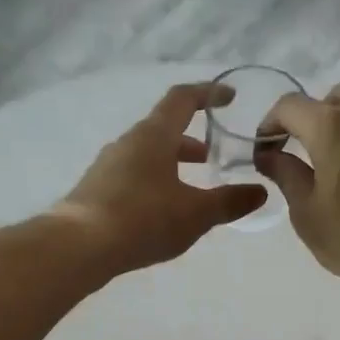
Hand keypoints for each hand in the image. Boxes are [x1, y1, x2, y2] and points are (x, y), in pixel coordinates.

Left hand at [50, 82, 267, 273]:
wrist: (79, 246)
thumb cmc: (143, 219)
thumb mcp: (195, 214)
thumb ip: (229, 202)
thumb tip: (260, 192)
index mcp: (154, 136)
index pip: (183, 99)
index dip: (208, 93)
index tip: (229, 98)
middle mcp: (128, 142)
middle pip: (164, 128)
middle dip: (191, 139)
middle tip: (213, 155)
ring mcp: (108, 165)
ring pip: (147, 154)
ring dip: (172, 162)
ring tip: (191, 186)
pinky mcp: (96, 189)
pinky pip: (133, 175)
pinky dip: (154, 180)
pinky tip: (162, 209)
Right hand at [255, 82, 339, 301]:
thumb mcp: (308, 214)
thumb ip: (286, 176)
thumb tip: (270, 155)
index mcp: (332, 127)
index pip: (290, 105)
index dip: (270, 124)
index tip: (265, 151)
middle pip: (334, 98)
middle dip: (312, 118)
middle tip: (304, 154)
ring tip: (339, 171)